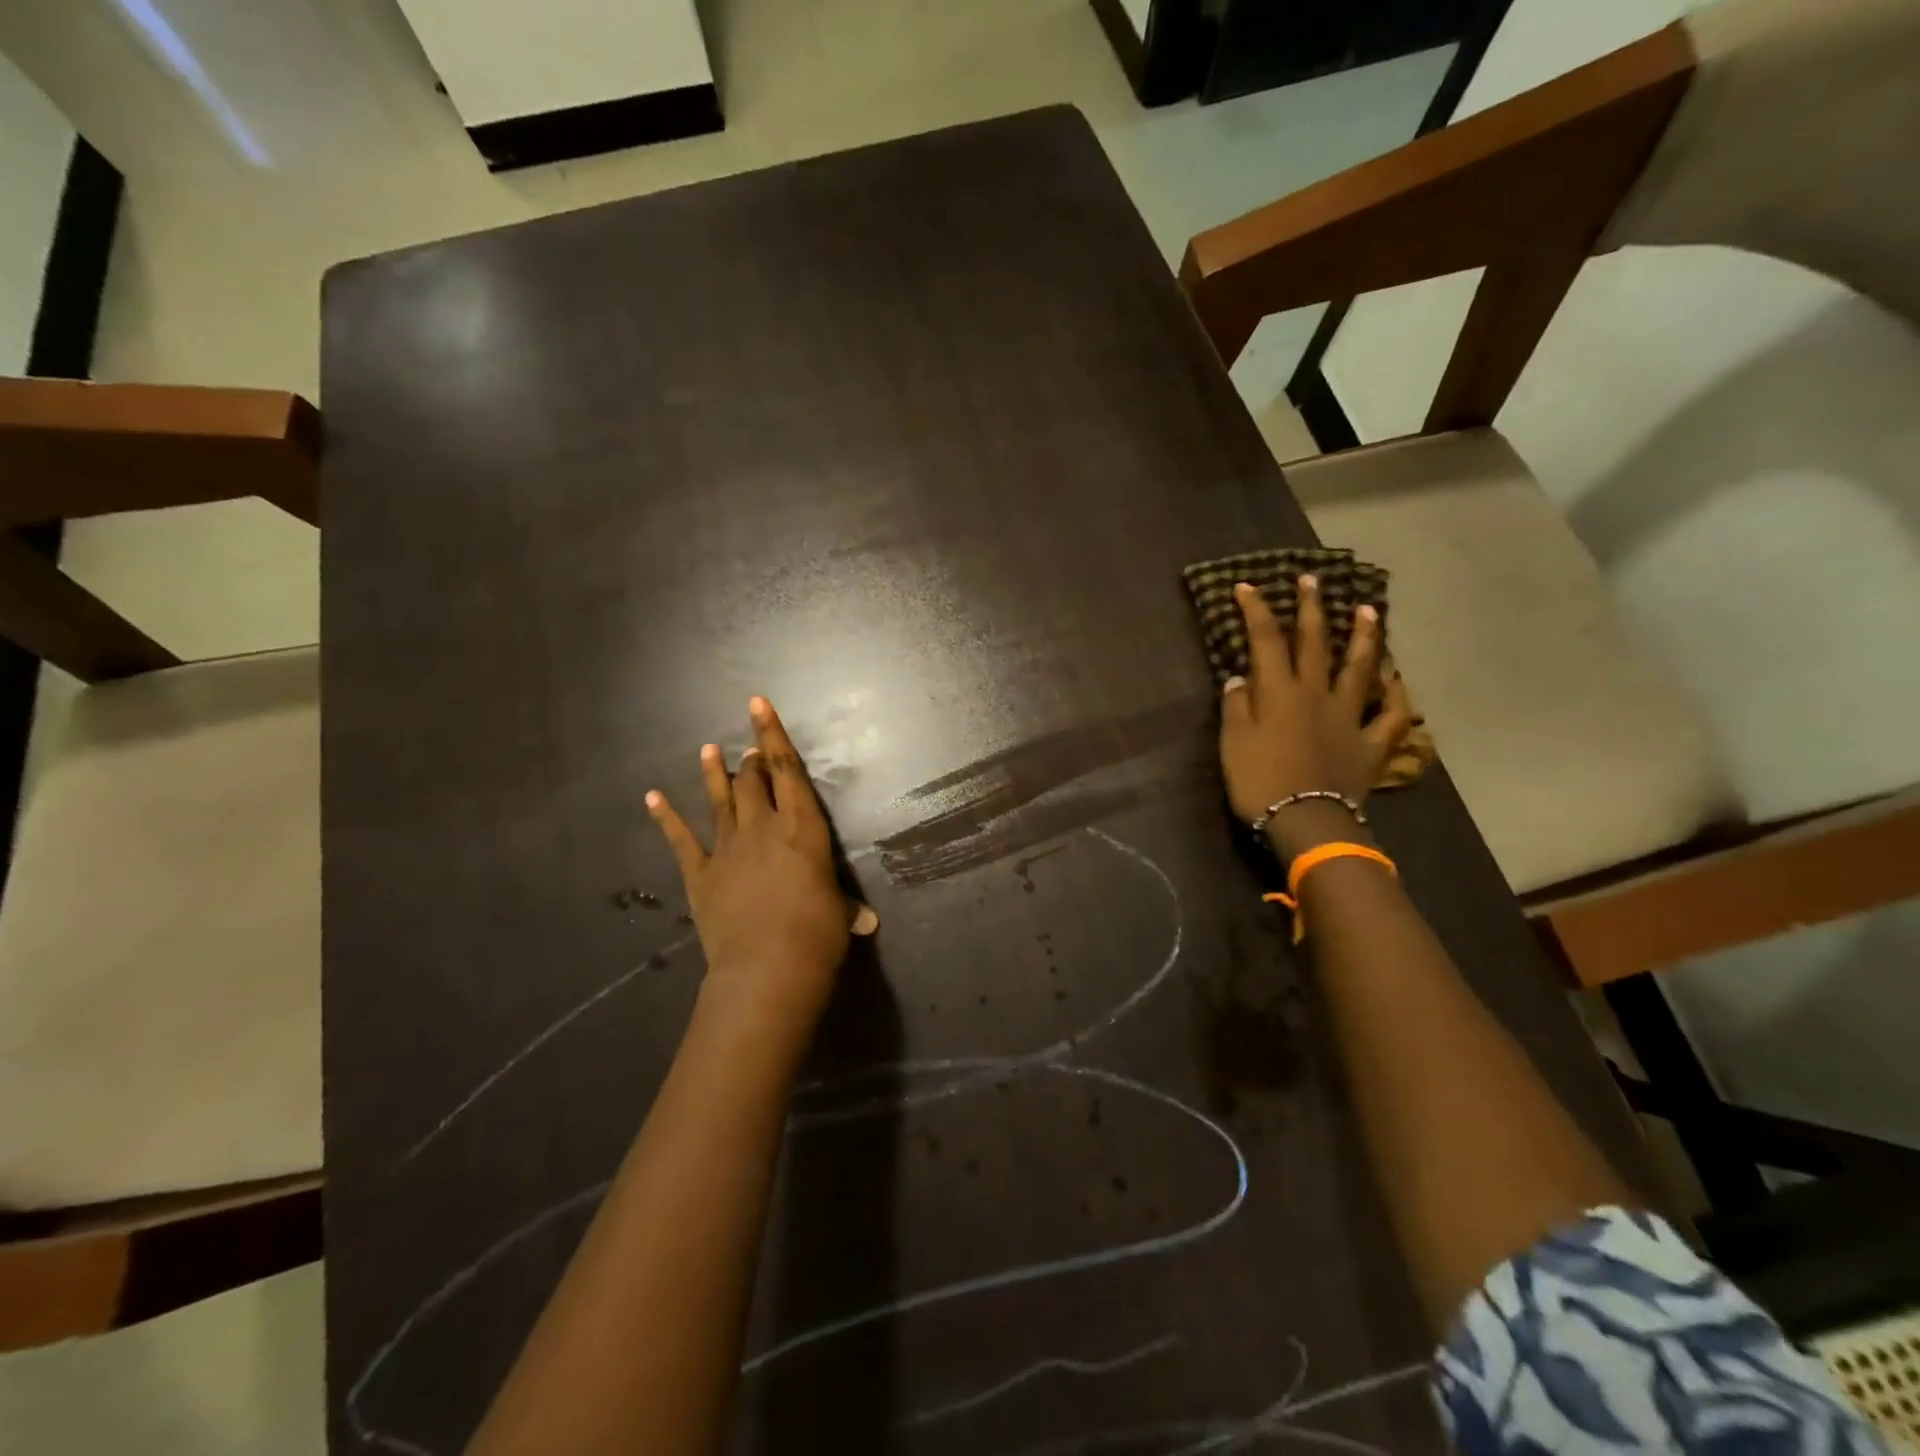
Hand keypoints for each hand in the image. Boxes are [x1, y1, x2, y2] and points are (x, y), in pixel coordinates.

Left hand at [647, 697, 851, 1036]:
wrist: (767, 969)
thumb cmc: (817, 935)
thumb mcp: (839, 916)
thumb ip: (845, 909)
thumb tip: (865, 920)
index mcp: (802, 828)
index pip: (788, 771)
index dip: (773, 735)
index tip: (758, 703)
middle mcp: (763, 827)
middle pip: (753, 782)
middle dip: (751, 761)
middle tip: (749, 752)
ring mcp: (728, 848)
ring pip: (719, 800)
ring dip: (714, 774)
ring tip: (708, 750)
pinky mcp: (701, 875)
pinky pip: (681, 840)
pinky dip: (666, 817)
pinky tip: (652, 797)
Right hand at [1219, 576, 1413, 855]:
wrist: (1306, 822)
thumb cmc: (1260, 781)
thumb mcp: (1233, 743)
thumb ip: (1236, 707)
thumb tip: (1240, 678)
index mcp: (1280, 692)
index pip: (1266, 641)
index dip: (1256, 611)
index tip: (1248, 586)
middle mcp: (1317, 694)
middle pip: (1315, 643)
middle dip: (1312, 608)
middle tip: (1313, 580)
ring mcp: (1349, 716)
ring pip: (1360, 668)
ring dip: (1364, 637)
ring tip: (1369, 610)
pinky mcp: (1370, 743)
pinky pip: (1392, 716)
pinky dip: (1397, 696)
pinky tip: (1397, 680)